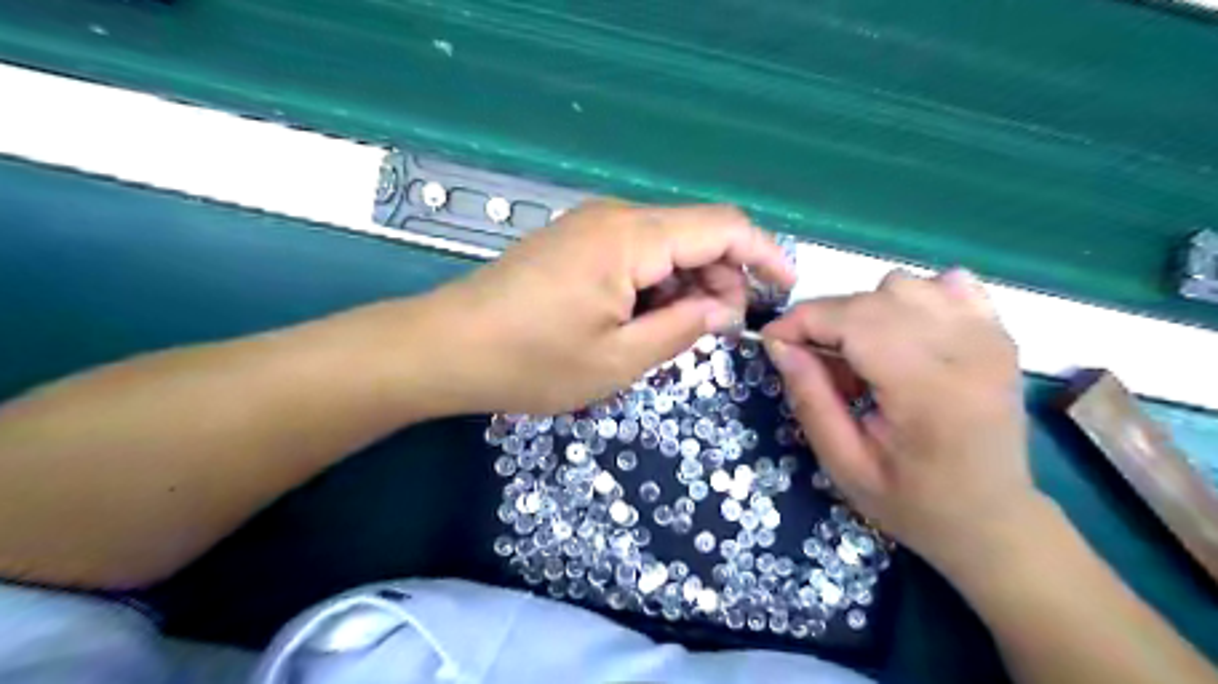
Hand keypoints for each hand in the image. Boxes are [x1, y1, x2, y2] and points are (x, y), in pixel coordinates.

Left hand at [434, 204, 796, 412]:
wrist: (445, 348)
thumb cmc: (530, 361)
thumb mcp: (618, 360)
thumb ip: (682, 328)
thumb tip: (726, 308)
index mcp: (631, 238)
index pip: (723, 227)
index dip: (764, 254)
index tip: (785, 291)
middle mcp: (616, 218)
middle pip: (696, 234)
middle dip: (722, 279)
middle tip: (717, 333)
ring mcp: (591, 227)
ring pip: (667, 245)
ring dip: (687, 285)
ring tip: (677, 335)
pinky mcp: (575, 243)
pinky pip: (636, 254)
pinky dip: (656, 284)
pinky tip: (644, 321)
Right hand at [759, 267, 1035, 571]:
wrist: (994, 519)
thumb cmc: (914, 503)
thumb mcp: (844, 464)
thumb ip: (810, 399)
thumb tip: (778, 344)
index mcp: (926, 389)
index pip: (851, 321)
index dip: (801, 321)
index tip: (771, 340)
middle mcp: (964, 351)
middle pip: (873, 299)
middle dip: (826, 320)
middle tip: (814, 362)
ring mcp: (989, 337)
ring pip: (905, 284)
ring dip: (866, 310)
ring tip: (862, 355)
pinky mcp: (999, 334)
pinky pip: (948, 285)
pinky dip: (913, 299)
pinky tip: (905, 335)